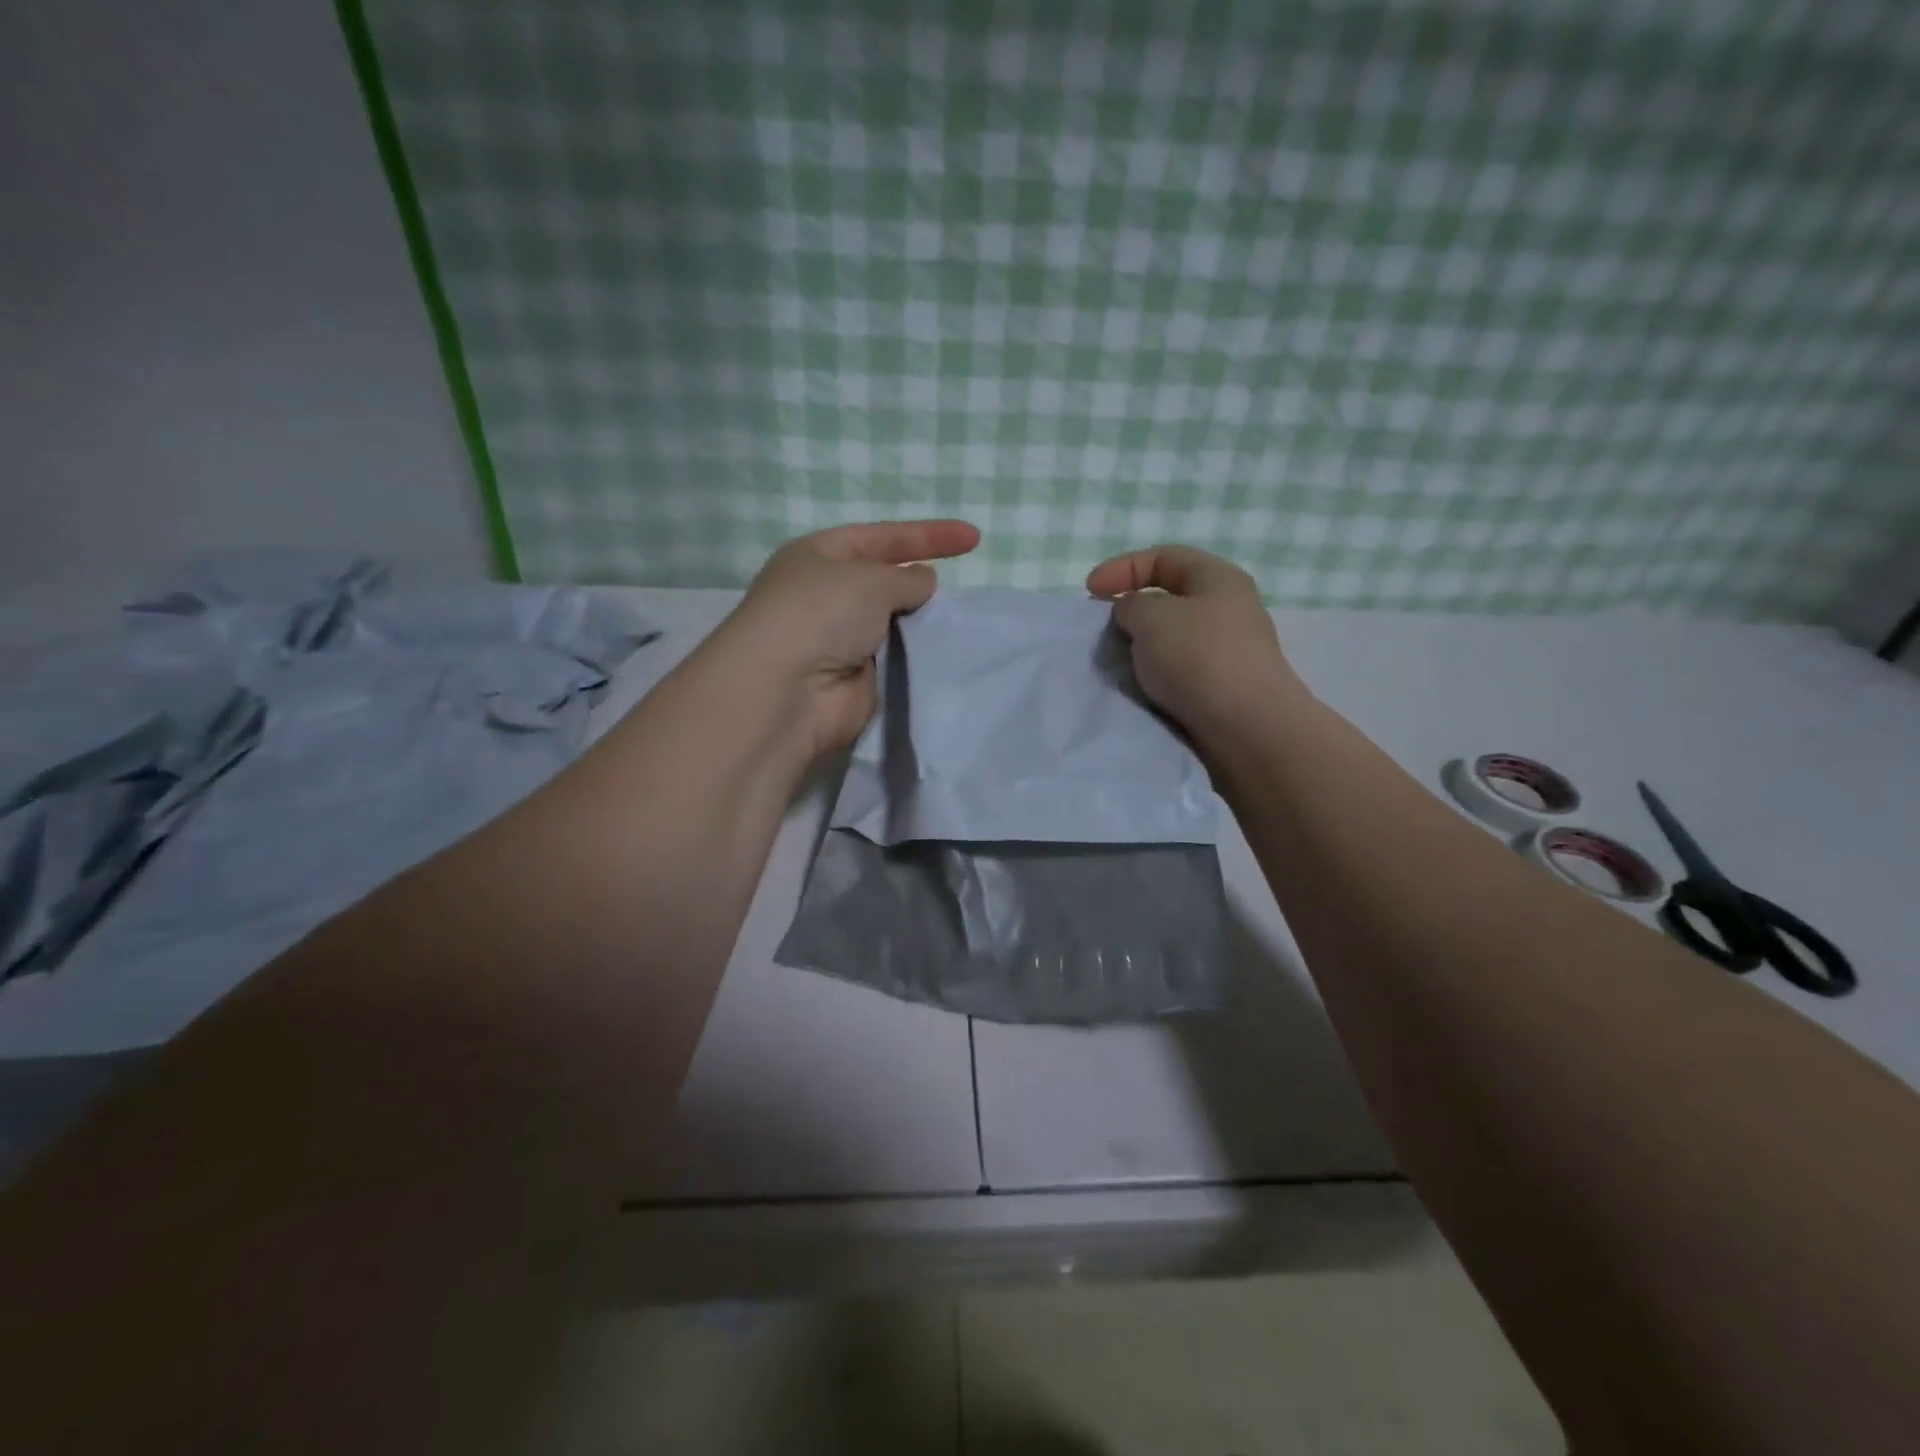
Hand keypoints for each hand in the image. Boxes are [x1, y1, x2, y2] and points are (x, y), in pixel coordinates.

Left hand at [724, 519, 980, 757]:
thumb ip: (906, 578)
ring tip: (953, 623)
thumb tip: (923, 582)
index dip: (928, 535)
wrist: (789, 690)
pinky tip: (943, 653)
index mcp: (820, 556)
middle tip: (956, 592)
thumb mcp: (871, 579)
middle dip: (919, 583)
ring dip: (920, 623)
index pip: (882, 537)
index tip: (974, 538)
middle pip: (885, 581)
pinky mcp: (855, 679)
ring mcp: (840, 639)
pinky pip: (896, 660)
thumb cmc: (821, 613)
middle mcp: (826, 595)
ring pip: (894, 623)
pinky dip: (916, 657)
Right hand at [1086, 544, 1307, 740]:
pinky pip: (1179, 671)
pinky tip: (1141, 688)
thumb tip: (1133, 615)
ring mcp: (1229, 651)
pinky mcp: (1223, 687)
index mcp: (1219, 578)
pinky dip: (1156, 675)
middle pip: (1170, 599)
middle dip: (1131, 611)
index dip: (1123, 567)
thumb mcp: (1152, 617)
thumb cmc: (1199, 658)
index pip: (1164, 557)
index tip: (1089, 592)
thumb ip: (1131, 605)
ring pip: (1173, 639)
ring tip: (1118, 663)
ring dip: (1142, 648)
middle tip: (1104, 630)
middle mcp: (1229, 609)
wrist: (1247, 728)